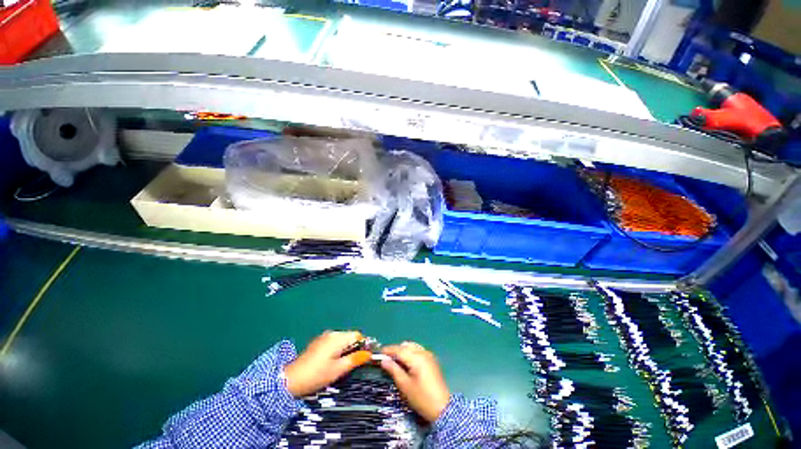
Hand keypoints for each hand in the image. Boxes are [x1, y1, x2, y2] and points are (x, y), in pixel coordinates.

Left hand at [284, 330, 371, 396]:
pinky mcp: (319, 342)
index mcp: (338, 338)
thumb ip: (355, 359)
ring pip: (342, 339)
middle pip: (350, 336)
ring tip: (343, 364)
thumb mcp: (338, 370)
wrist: (291, 379)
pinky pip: (334, 342)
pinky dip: (338, 349)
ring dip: (346, 349)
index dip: (364, 345)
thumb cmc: (317, 375)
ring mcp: (324, 336)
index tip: (366, 357)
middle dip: (355, 347)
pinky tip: (333, 361)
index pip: (358, 335)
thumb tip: (369, 354)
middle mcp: (332, 333)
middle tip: (354, 364)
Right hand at [380, 341, 450, 422]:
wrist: (442, 408)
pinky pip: (418, 350)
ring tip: (395, 360)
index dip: (388, 350)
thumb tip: (384, 360)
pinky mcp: (432, 360)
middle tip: (386, 358)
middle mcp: (423, 353)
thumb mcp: (405, 386)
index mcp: (417, 358)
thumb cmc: (421, 398)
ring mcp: (429, 355)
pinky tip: (406, 362)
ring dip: (403, 350)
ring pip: (413, 346)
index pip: (399, 349)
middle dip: (396, 350)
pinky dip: (411, 353)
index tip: (379, 352)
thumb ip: (394, 370)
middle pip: (406, 346)